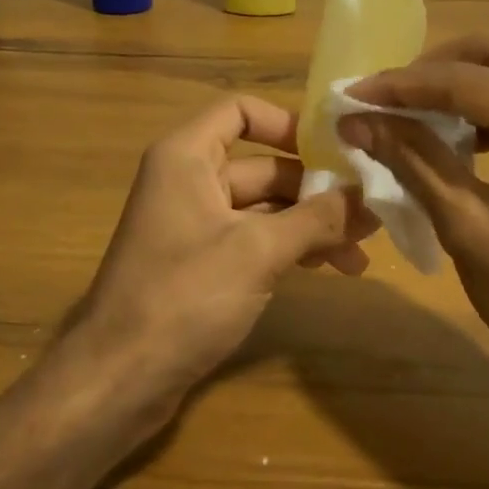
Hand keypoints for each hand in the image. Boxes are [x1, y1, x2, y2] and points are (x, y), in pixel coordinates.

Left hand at [73, 95, 374, 396]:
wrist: (118, 377)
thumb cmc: (184, 296)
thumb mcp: (258, 251)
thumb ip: (318, 219)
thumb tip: (370, 198)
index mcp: (187, 157)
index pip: (240, 111)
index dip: (287, 123)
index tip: (334, 152)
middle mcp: (188, 181)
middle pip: (262, 166)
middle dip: (316, 190)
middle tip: (369, 216)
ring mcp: (193, 226)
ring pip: (263, 209)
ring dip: (310, 225)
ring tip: (360, 254)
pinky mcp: (200, 266)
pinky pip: (252, 241)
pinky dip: (289, 249)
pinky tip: (327, 269)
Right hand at [344, 34, 488, 404]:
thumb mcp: (467, 227)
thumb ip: (412, 160)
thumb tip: (356, 121)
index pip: (464, 80)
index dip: (400, 85)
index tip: (350, 94)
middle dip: (434, 70)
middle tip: (385, 100)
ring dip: (462, 88)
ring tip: (410, 118)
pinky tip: (458, 141)